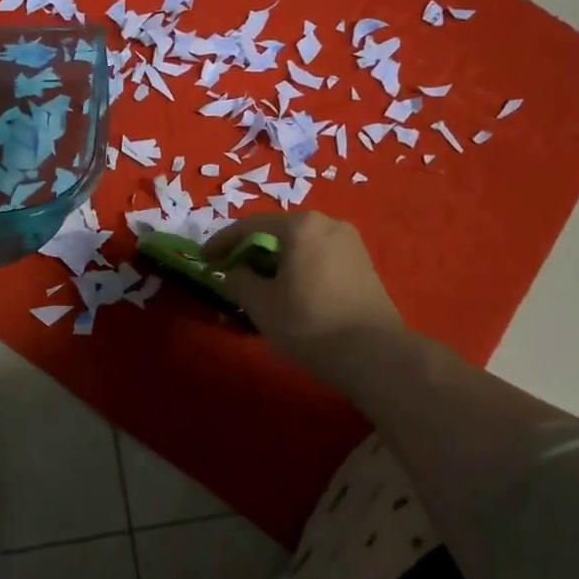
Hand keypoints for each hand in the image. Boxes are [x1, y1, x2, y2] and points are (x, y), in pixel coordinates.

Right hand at [203, 211, 423, 399]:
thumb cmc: (309, 323)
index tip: (204, 259)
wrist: (374, 354)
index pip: (250, 226)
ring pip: (300, 246)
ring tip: (259, 286)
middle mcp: (328, 224)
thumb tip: (234, 271)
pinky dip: (298, 269)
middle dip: (251, 252)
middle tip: (231, 272)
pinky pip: (319, 258)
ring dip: (275, 262)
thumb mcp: (260, 304)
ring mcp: (351, 243)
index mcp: (301, 226)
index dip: (222, 242)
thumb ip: (238, 280)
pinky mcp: (363, 265)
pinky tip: (290, 292)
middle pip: (278, 232)